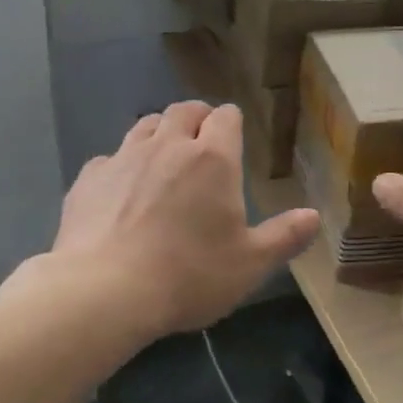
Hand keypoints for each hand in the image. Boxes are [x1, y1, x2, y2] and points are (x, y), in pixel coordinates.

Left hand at [54, 101, 320, 337]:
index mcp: (213, 158)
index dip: (231, 122)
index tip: (234, 137)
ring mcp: (123, 158)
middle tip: (202, 141)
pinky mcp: (88, 178)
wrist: (105, 291)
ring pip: (145, 125)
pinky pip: (110, 158)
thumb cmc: (188, 275)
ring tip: (165, 159)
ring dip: (160, 133)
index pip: (226, 116)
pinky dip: (122, 165)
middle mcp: (168, 146)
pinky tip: (122, 192)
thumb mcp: (250, 264)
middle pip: (183, 110)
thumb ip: (284, 237)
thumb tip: (314, 216)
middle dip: (197, 118)